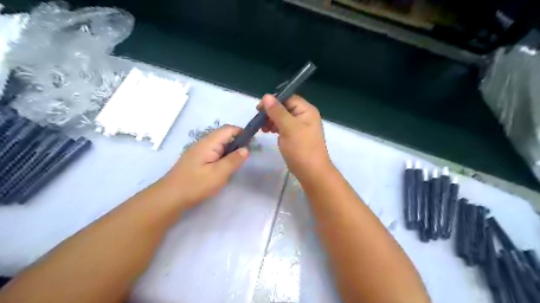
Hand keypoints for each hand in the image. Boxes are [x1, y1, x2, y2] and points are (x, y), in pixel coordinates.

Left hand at [157, 124, 247, 207]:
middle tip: (243, 159)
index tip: (252, 145)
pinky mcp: (197, 159)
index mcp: (209, 143)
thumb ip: (234, 160)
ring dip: (229, 152)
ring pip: (219, 145)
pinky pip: (214, 153)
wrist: (170, 197)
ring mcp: (199, 151)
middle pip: (224, 136)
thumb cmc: (195, 184)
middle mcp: (203, 143)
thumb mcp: (219, 174)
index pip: (229, 129)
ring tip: (234, 165)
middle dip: (237, 144)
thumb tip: (246, 149)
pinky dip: (222, 157)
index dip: (242, 133)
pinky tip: (223, 169)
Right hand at [260, 94, 331, 180]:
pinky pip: (283, 127)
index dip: (273, 100)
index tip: (259, 108)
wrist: (311, 172)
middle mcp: (304, 116)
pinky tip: (268, 131)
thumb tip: (266, 96)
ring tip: (262, 128)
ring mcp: (300, 127)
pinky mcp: (295, 136)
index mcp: (306, 110)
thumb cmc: (302, 149)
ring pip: (283, 117)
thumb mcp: (289, 128)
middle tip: (259, 120)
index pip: (288, 98)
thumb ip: (277, 111)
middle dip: (271, 111)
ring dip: (271, 120)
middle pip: (285, 107)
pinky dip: (275, 127)